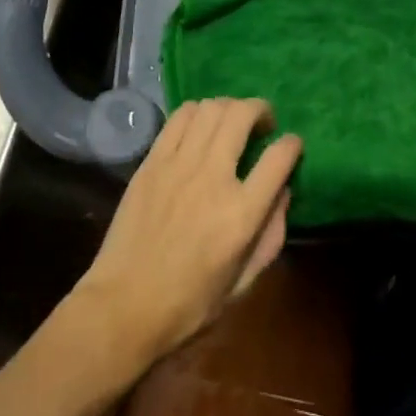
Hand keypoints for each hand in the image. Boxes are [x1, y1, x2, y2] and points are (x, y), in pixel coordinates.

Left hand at [72, 98, 300, 370]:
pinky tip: (200, 126)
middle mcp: (213, 178)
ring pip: (211, 108)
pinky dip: (197, 111)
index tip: (293, 145)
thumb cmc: (188, 305)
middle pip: (243, 115)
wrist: (123, 308)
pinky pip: (180, 117)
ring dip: (230, 107)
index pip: (279, 157)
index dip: (293, 144)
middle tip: (263, 123)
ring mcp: (179, 165)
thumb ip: (271, 236)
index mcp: (241, 214)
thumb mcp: (243, 283)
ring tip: (232, 122)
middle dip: (261, 110)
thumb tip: (283, 192)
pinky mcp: (152, 162)